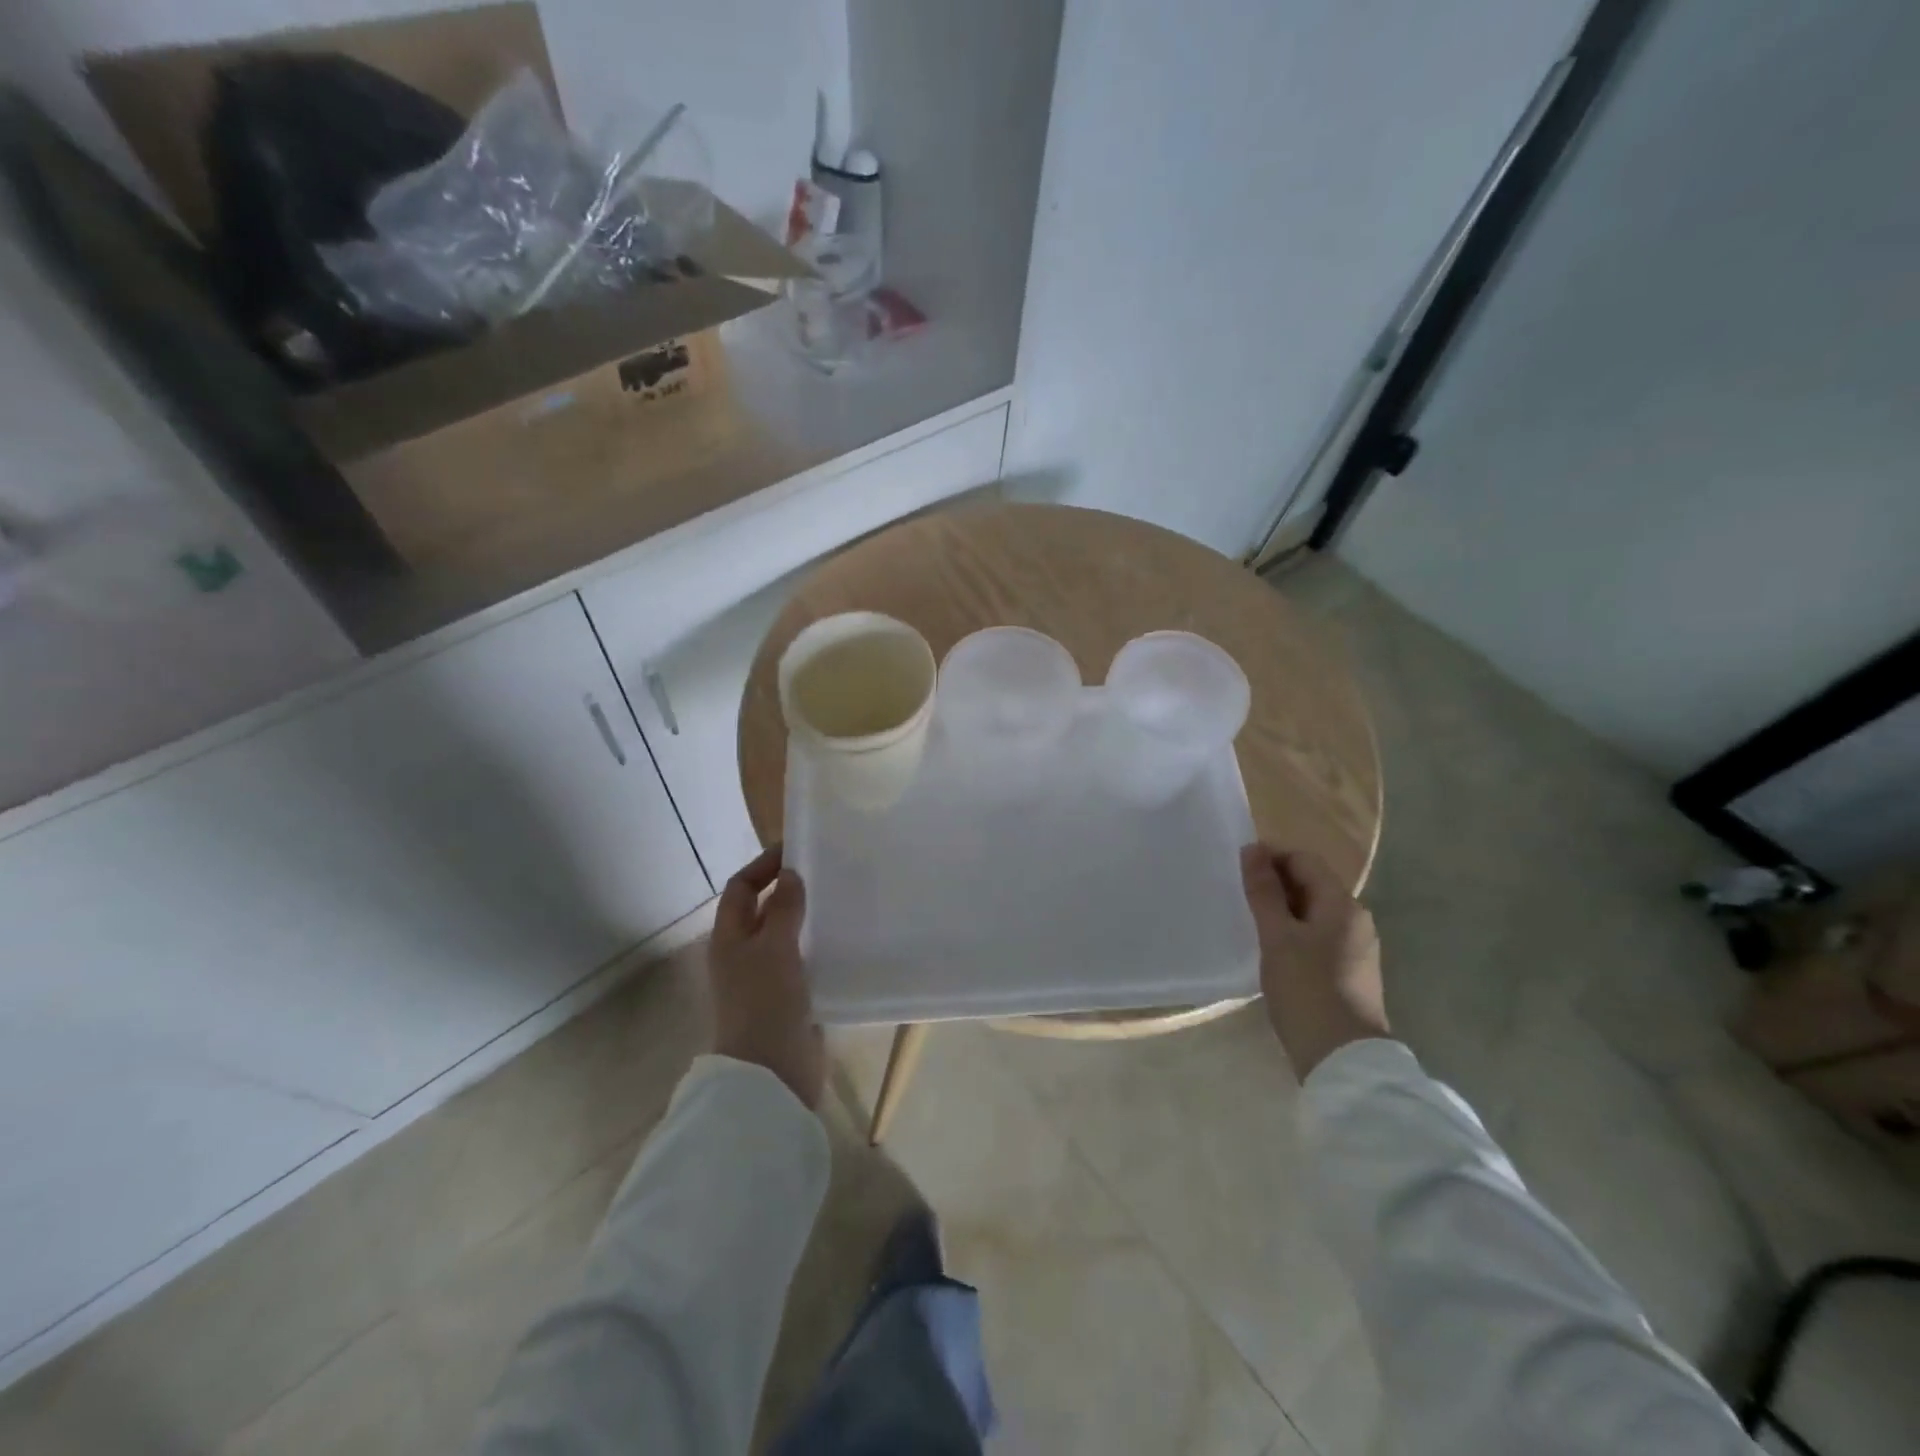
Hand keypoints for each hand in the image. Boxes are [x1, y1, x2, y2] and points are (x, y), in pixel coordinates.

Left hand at [709, 845, 824, 1107]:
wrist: (772, 1073)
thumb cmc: (765, 1003)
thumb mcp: (775, 948)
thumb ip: (785, 910)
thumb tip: (791, 874)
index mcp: (730, 938)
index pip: (741, 888)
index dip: (764, 865)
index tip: (798, 849)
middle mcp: (745, 953)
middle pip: (764, 910)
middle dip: (790, 889)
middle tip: (827, 871)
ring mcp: (767, 977)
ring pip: (787, 935)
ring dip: (809, 917)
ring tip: (842, 899)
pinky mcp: (791, 997)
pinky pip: (805, 960)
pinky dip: (820, 945)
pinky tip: (846, 939)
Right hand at [1240, 844, 1388, 1078]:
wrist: (1343, 1058)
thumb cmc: (1306, 989)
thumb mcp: (1277, 937)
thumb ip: (1264, 891)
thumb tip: (1252, 849)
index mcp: (1342, 905)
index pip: (1304, 860)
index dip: (1270, 857)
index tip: (1237, 870)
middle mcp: (1357, 919)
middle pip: (1311, 884)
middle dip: (1275, 884)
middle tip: (1239, 896)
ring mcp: (1357, 947)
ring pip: (1314, 912)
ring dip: (1283, 909)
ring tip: (1251, 922)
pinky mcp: (1351, 971)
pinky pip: (1319, 936)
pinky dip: (1295, 932)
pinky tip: (1273, 950)